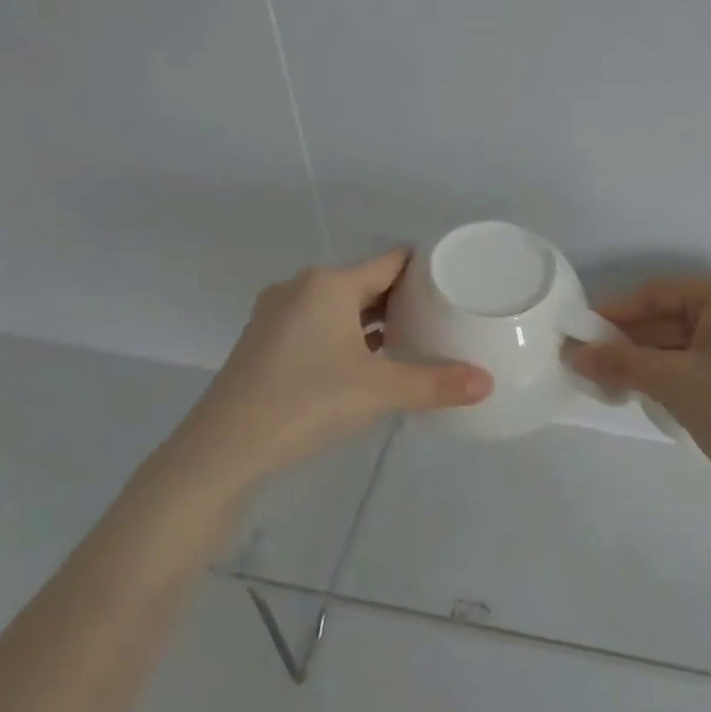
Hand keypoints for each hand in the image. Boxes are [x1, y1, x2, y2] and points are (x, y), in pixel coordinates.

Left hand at [174, 250, 491, 483]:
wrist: (222, 451)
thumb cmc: (306, 403)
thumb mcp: (379, 391)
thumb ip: (436, 383)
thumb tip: (488, 384)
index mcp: (328, 284)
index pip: (391, 261)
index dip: (426, 268)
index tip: (457, 282)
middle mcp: (301, 289)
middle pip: (366, 282)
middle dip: (404, 298)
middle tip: (444, 315)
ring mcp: (277, 316)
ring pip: (340, 306)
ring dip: (374, 320)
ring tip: (414, 337)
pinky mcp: (265, 344)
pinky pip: (319, 326)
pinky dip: (347, 336)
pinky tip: (369, 361)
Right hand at [568, 274, 710, 484]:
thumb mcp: (672, 382)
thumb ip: (620, 362)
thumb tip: (574, 354)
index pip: (658, 294)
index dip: (615, 314)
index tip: (580, 333)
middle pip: (674, 315)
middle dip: (632, 340)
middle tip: (591, 362)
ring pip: (690, 336)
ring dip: (652, 356)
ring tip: (613, 379)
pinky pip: (708, 351)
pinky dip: (678, 366)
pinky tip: (649, 385)